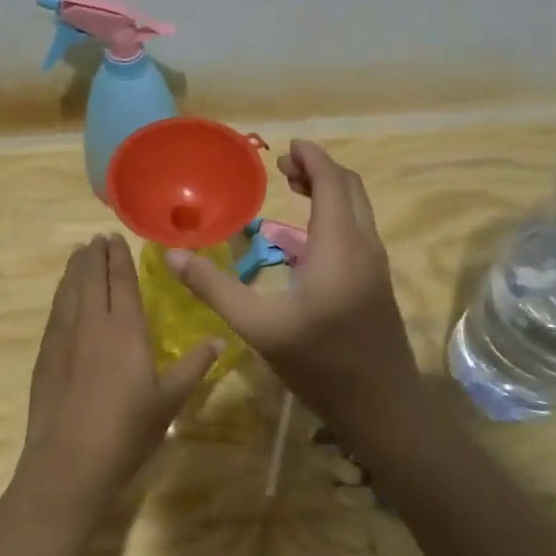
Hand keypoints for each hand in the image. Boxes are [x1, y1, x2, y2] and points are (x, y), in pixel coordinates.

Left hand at [18, 234, 222, 510]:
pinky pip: (55, 311)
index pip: (120, 280)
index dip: (118, 257)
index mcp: (125, 328)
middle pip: (90, 277)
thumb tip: (219, 340)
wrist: (70, 459)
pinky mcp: (46, 354)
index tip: (115, 237)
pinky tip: (63, 295)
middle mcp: (92, 322)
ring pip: (69, 290)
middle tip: (97, 238)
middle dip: (95, 255)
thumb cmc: (127, 429)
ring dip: (74, 269)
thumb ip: (194, 366)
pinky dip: (61, 293)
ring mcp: (64, 336)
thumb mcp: (170, 400)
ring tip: (78, 254)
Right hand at [167, 140, 420, 426]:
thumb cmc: (320, 365)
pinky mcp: (377, 283)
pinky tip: (306, 238)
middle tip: (282, 168)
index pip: (332, 182)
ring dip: (330, 191)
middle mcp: (364, 246)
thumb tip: (172, 255)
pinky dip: (336, 214)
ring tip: (293, 190)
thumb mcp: (259, 327)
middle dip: (319, 169)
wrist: (383, 408)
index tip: (285, 147)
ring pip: (358, 209)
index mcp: (339, 247)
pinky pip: (359, 230)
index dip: (311, 158)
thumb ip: (215, 288)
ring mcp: (376, 265)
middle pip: (350, 188)